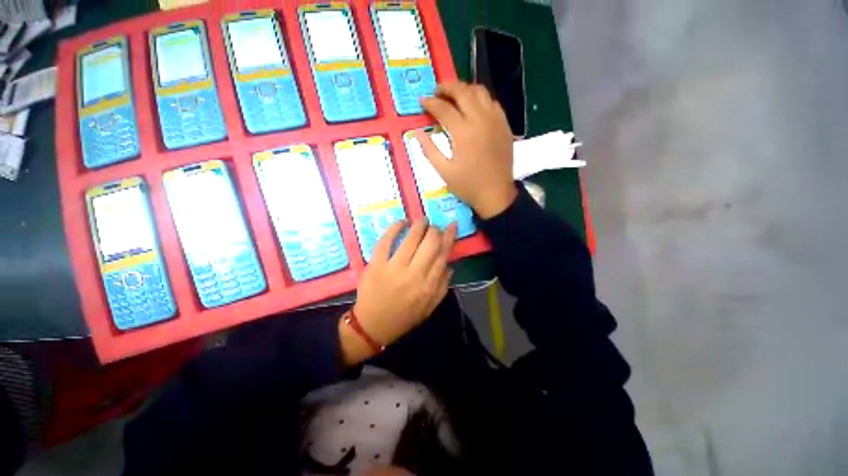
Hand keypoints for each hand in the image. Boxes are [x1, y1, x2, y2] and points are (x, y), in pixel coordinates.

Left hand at [340, 220, 456, 363]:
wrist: (373, 325)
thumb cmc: (404, 317)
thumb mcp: (430, 307)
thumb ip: (443, 286)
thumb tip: (450, 264)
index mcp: (429, 285)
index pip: (443, 254)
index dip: (449, 236)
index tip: (452, 225)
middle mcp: (414, 274)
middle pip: (430, 243)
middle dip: (434, 230)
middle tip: (433, 226)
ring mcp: (394, 268)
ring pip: (411, 238)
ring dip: (419, 225)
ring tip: (421, 220)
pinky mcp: (376, 264)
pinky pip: (386, 241)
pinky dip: (395, 228)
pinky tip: (402, 222)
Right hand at [417, 82, 517, 218]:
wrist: (496, 194)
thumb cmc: (468, 186)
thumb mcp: (444, 172)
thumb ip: (429, 150)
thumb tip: (417, 133)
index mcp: (463, 133)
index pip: (444, 108)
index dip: (430, 103)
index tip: (422, 101)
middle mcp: (480, 120)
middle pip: (463, 92)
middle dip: (447, 87)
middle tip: (436, 91)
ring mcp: (495, 120)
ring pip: (480, 92)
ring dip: (464, 89)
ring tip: (454, 96)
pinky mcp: (504, 125)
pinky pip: (492, 102)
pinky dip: (480, 98)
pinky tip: (473, 107)